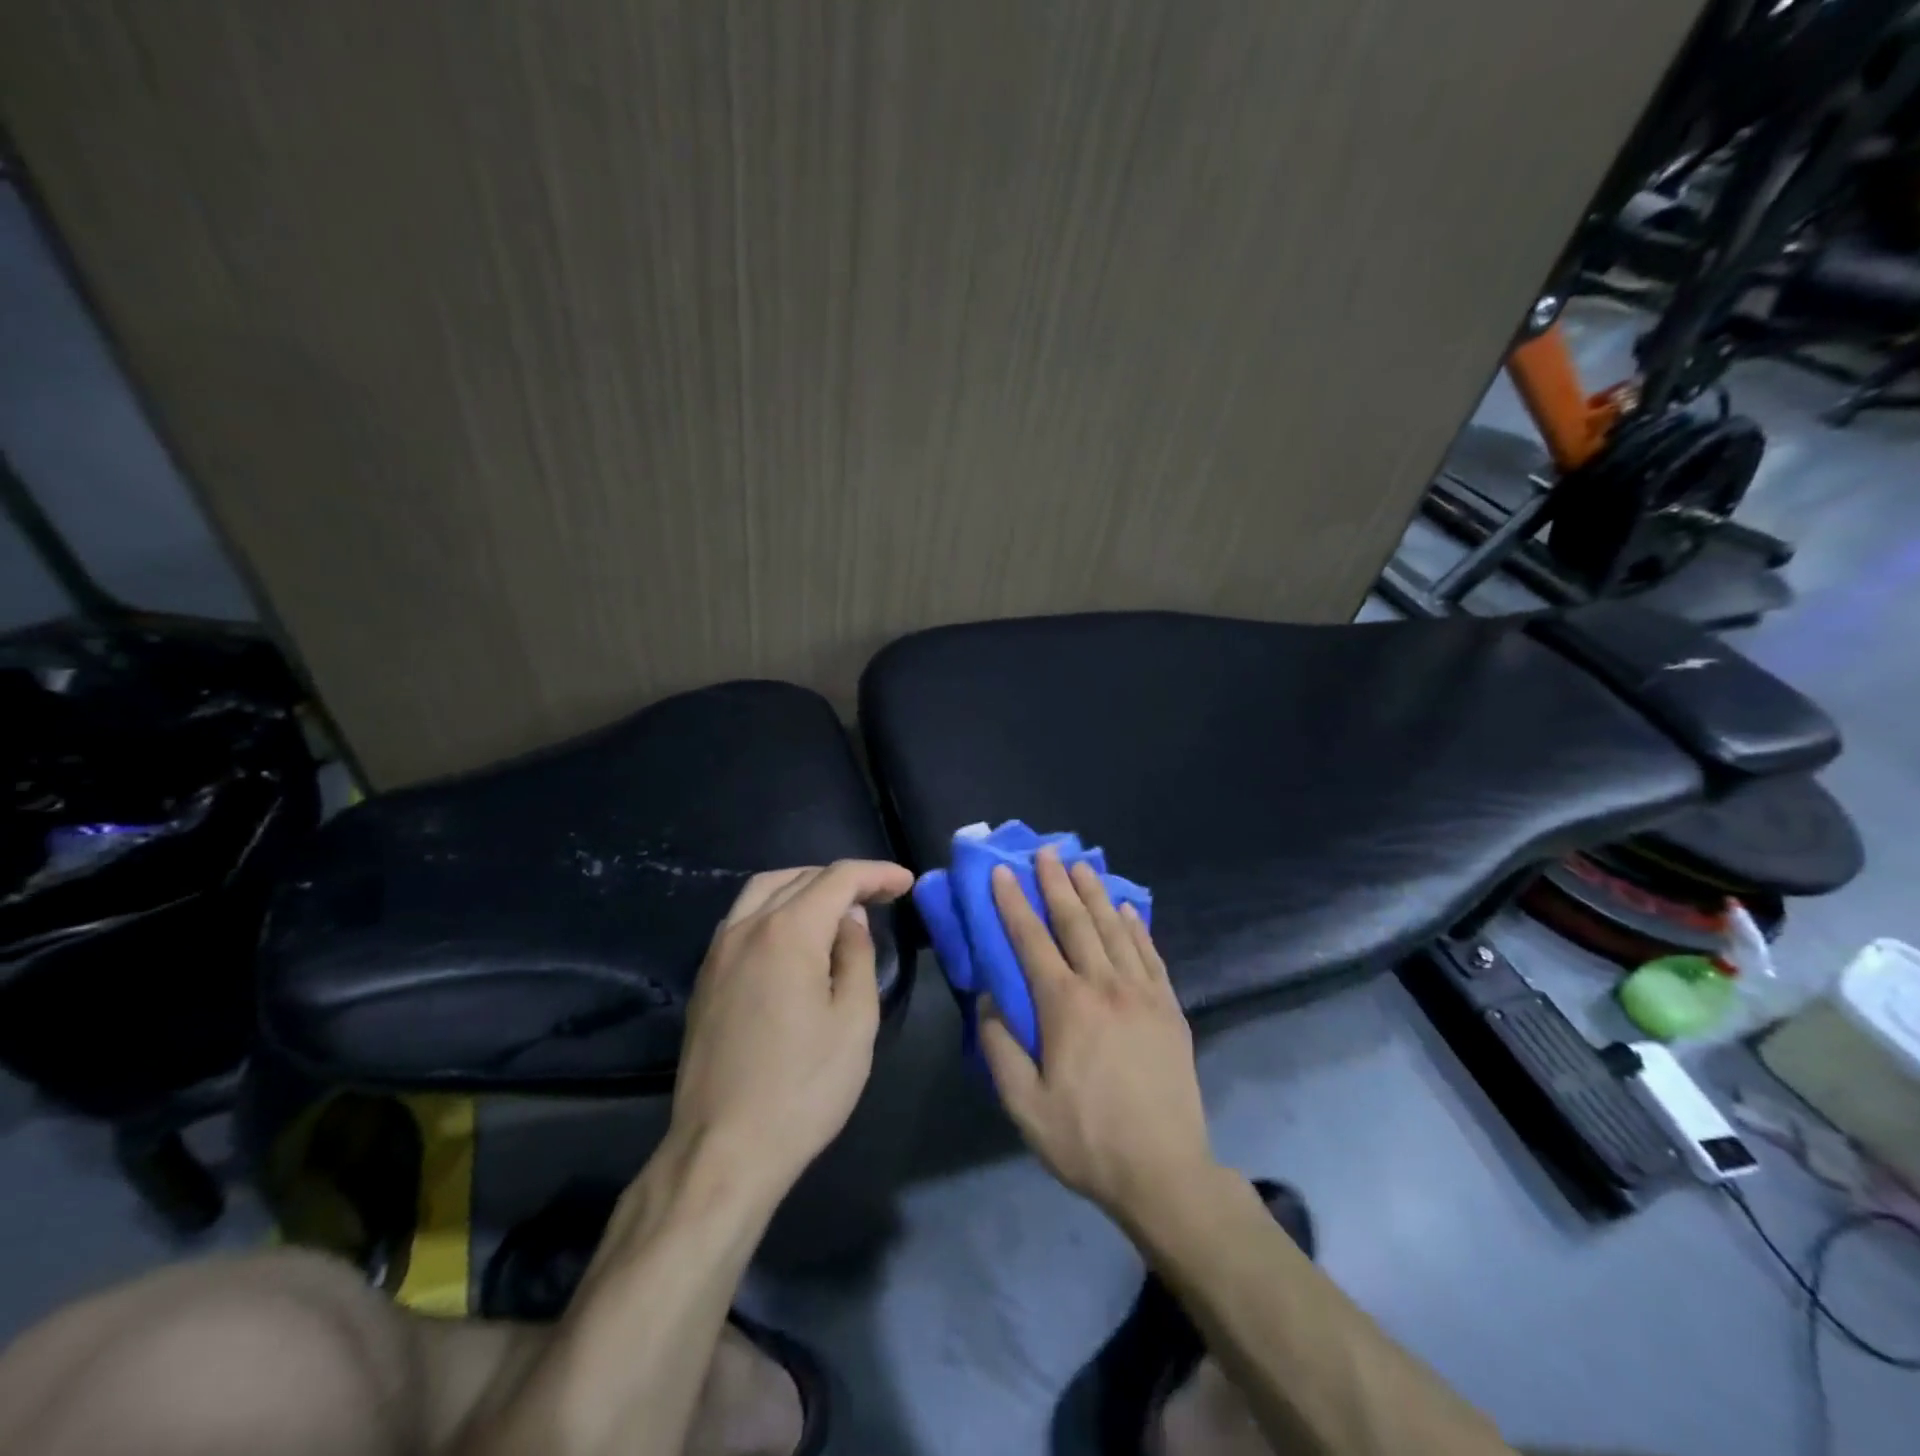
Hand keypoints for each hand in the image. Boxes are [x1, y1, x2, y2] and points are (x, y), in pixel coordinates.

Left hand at [667, 859, 912, 1206]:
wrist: (722, 1151)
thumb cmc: (802, 1088)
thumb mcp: (854, 1022)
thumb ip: (857, 956)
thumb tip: (850, 921)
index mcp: (787, 932)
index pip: (838, 879)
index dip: (876, 874)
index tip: (906, 883)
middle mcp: (746, 928)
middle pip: (799, 878)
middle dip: (844, 880)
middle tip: (880, 897)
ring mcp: (718, 952)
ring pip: (763, 891)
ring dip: (805, 886)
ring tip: (838, 908)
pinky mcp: (705, 978)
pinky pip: (743, 918)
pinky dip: (775, 909)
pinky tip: (794, 937)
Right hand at [979, 847, 1218, 1223]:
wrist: (1165, 1171)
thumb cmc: (1086, 1139)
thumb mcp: (1024, 1105)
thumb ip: (1000, 1048)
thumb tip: (987, 1002)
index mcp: (1065, 1006)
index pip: (1031, 940)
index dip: (1014, 903)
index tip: (1002, 872)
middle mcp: (1104, 986)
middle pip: (1076, 922)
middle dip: (1057, 883)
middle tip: (1046, 851)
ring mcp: (1142, 993)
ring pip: (1115, 929)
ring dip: (1095, 893)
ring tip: (1082, 865)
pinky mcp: (1169, 1007)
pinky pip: (1150, 954)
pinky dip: (1136, 927)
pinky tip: (1128, 910)